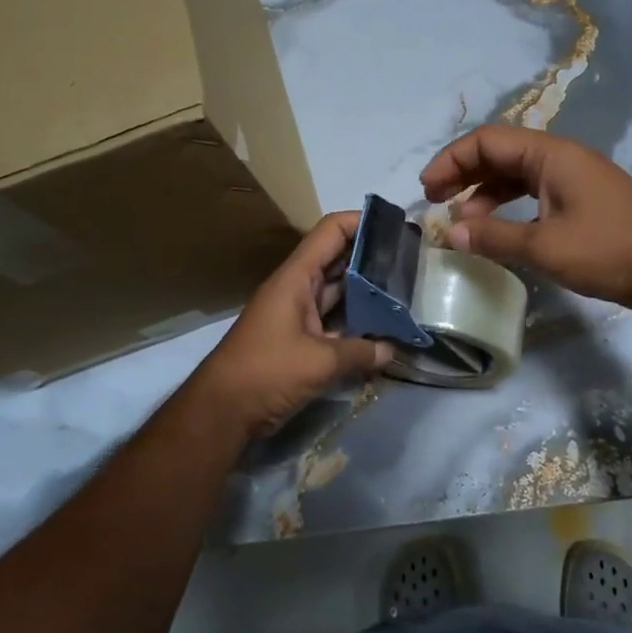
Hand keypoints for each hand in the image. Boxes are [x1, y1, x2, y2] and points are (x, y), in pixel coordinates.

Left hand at [196, 211, 393, 437]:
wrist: (222, 411)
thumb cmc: (267, 372)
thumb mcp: (320, 361)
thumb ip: (361, 352)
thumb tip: (392, 350)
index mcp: (296, 278)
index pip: (331, 231)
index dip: (362, 222)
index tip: (395, 227)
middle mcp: (297, 288)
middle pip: (338, 260)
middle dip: (372, 258)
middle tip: (409, 262)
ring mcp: (297, 314)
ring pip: (338, 292)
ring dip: (367, 292)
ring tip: (404, 292)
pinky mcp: (299, 340)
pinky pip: (333, 321)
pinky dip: (355, 323)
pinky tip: (383, 330)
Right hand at [420, 126, 631, 310]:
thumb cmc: (607, 251)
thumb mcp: (544, 247)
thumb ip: (494, 237)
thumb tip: (451, 234)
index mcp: (551, 155)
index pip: (487, 141)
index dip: (451, 161)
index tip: (427, 189)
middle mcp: (561, 157)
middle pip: (500, 153)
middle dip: (463, 174)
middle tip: (435, 201)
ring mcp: (574, 177)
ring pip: (516, 174)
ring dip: (485, 193)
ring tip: (462, 223)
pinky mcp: (583, 199)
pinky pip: (534, 191)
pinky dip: (509, 205)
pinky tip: (497, 229)